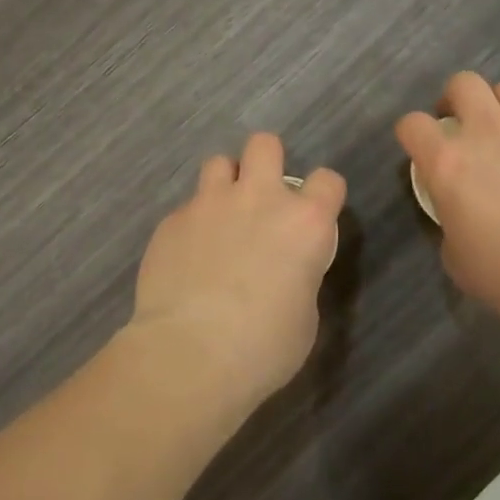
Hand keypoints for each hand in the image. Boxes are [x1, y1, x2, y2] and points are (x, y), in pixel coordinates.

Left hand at [128, 134, 345, 416]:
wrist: (190, 354)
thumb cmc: (263, 347)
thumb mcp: (304, 314)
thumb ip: (299, 273)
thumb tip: (284, 269)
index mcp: (305, 223)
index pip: (328, 180)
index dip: (322, 195)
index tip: (313, 215)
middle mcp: (259, 198)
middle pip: (265, 145)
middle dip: (265, 162)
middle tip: (260, 197)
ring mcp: (210, 203)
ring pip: (218, 163)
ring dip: (224, 184)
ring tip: (219, 218)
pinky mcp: (172, 220)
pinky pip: (187, 207)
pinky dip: (192, 224)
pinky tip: (186, 258)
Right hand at [396, 72, 499, 325]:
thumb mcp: (462, 264)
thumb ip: (452, 228)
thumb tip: (462, 219)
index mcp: (451, 164)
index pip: (412, 124)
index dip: (412, 134)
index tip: (422, 152)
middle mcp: (490, 133)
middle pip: (463, 84)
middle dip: (456, 100)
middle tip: (464, 129)